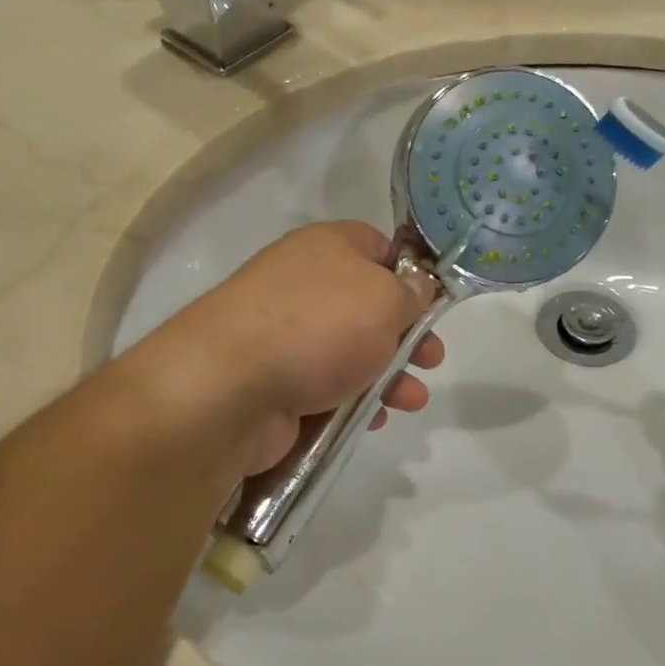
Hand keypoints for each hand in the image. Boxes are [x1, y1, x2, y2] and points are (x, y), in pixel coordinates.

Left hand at [151, 222, 445, 474]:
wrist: (230, 386)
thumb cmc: (320, 327)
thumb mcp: (386, 298)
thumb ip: (412, 293)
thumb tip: (417, 288)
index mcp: (327, 247)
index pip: (379, 247)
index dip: (411, 272)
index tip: (434, 303)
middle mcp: (304, 283)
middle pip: (368, 304)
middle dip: (406, 335)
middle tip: (431, 359)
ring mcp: (285, 333)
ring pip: (350, 350)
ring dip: (388, 374)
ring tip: (411, 400)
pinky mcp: (274, 379)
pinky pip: (326, 385)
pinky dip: (352, 399)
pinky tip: (372, 418)